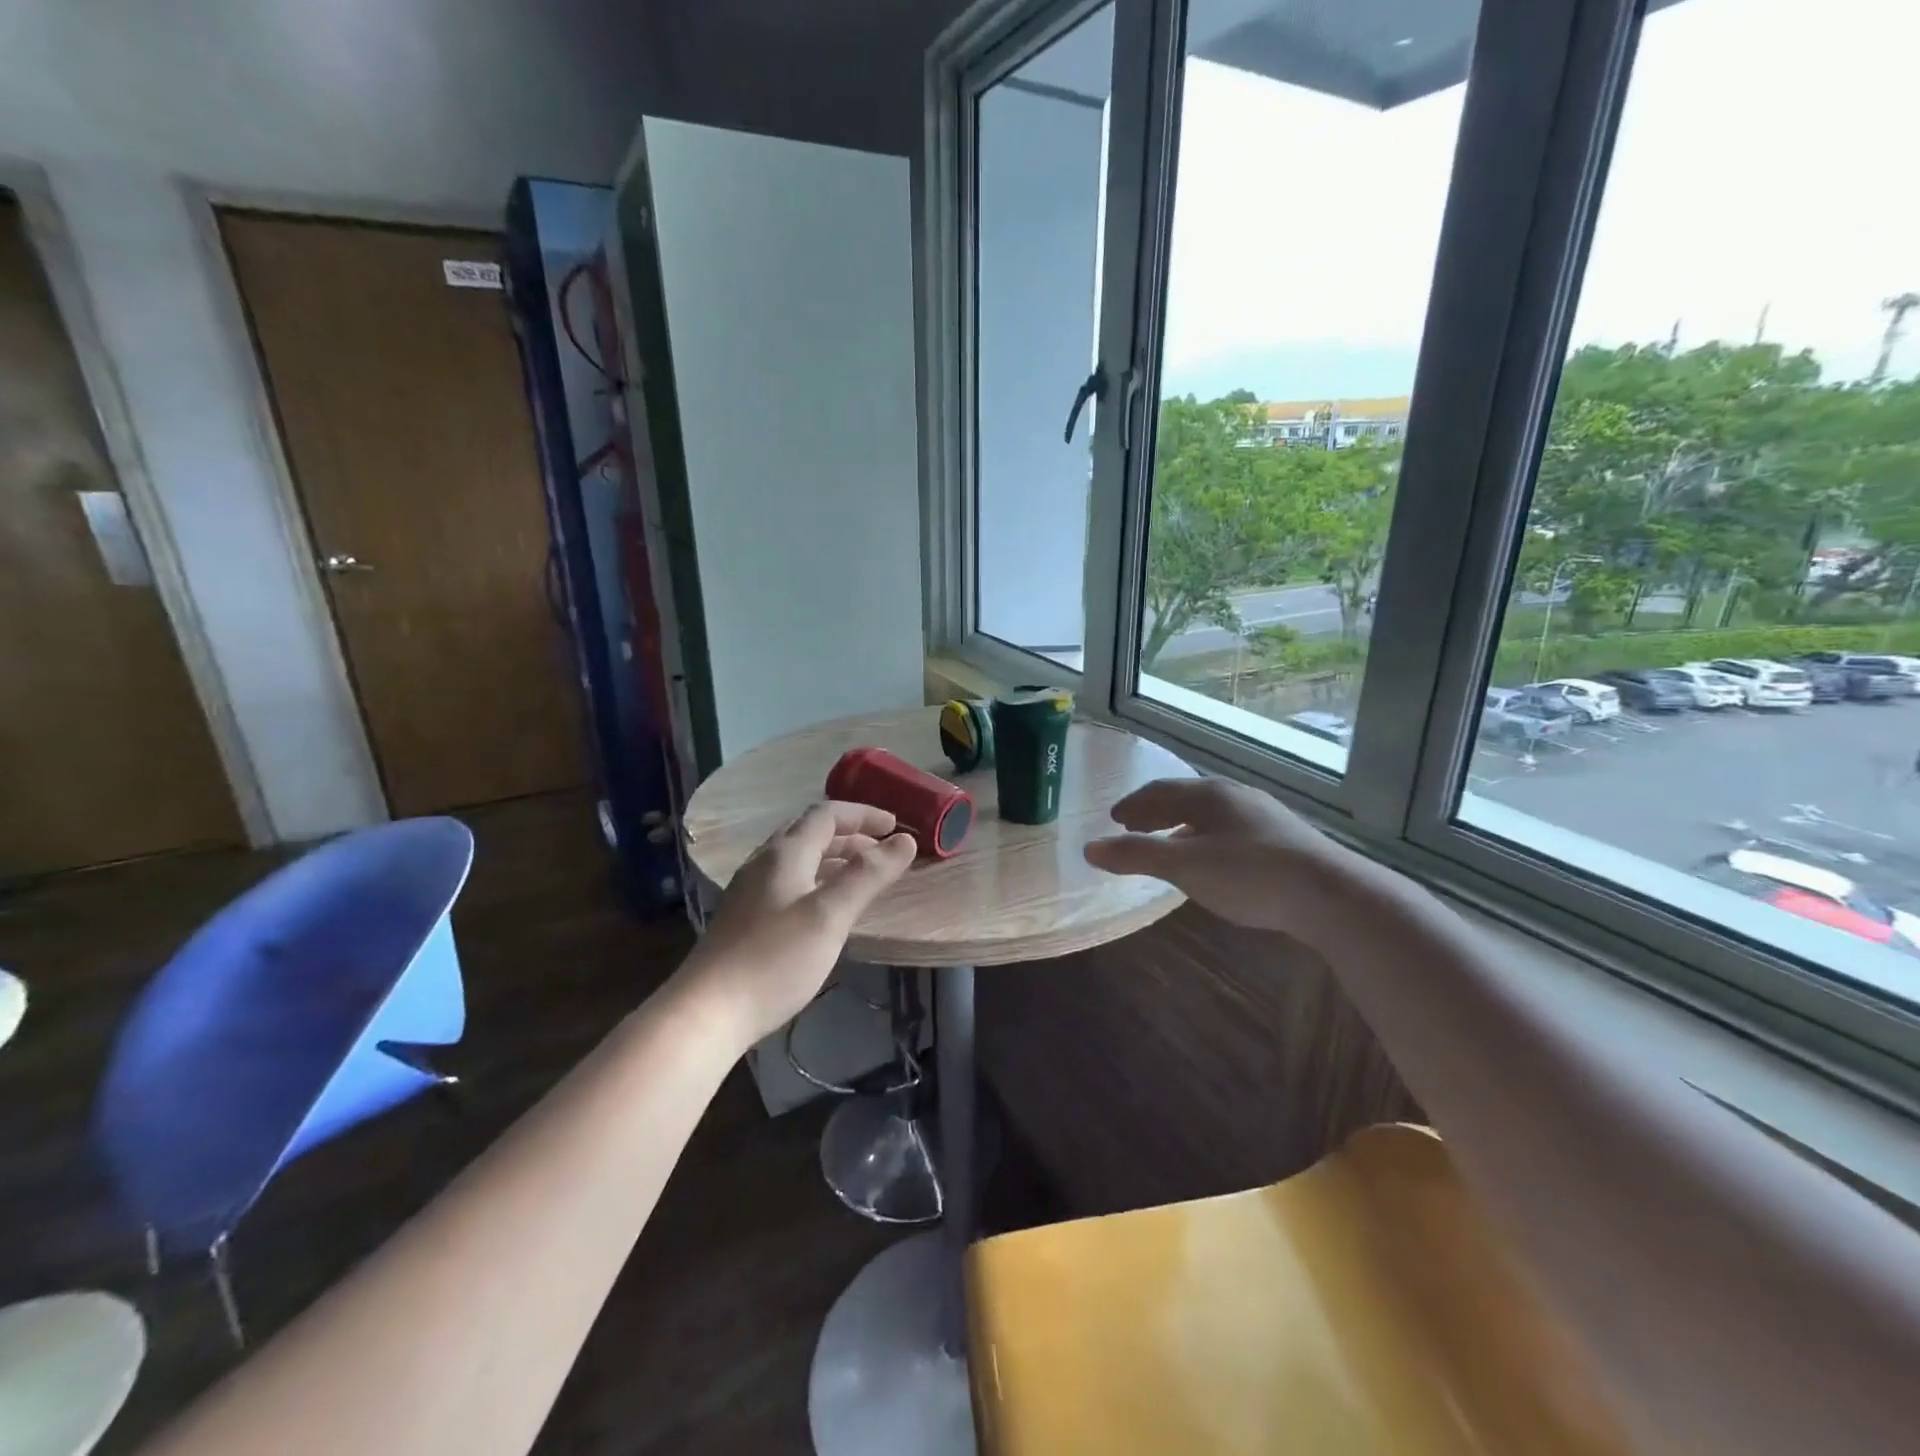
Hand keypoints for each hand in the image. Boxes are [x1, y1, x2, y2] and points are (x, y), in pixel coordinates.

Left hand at [679, 801, 916, 1048]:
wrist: (707, 1012)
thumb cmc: (774, 958)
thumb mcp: (830, 914)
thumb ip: (868, 874)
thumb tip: (905, 840)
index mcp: (785, 854)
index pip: (827, 814)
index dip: (863, 815)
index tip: (896, 826)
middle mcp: (764, 863)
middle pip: (810, 833)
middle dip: (851, 835)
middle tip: (883, 851)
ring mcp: (750, 890)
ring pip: (798, 858)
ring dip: (833, 858)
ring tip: (862, 876)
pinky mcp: (745, 918)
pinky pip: (788, 882)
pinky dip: (817, 880)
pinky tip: (825, 907)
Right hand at [1083, 777, 1355, 937]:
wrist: (1330, 895)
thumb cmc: (1248, 874)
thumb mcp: (1184, 866)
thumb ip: (1136, 856)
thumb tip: (1088, 849)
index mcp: (1209, 794)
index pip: (1160, 791)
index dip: (1133, 805)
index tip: (1114, 819)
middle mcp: (1236, 796)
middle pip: (1185, 798)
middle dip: (1155, 813)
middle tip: (1133, 828)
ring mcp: (1264, 816)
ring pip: (1211, 815)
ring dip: (1181, 827)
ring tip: (1168, 845)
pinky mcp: (1284, 839)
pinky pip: (1231, 830)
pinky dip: (1206, 839)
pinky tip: (1212, 861)